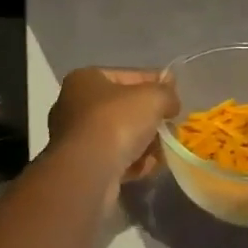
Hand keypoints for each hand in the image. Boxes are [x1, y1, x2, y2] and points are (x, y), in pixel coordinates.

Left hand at [47, 67, 178, 196]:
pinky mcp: (81, 166)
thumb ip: (166, 93)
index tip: (174, 95)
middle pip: (123, 108)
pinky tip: (147, 167)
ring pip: (120, 136)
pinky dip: (132, 162)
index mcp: (85, 79)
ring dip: (144, 144)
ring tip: (162, 152)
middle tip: (170, 127)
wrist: (88, 172)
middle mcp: (74, 105)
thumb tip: (171, 100)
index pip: (127, 75)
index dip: (154, 83)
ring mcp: (76, 138)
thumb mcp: (152, 98)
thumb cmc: (116, 122)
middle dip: (149, 120)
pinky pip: (114, 159)